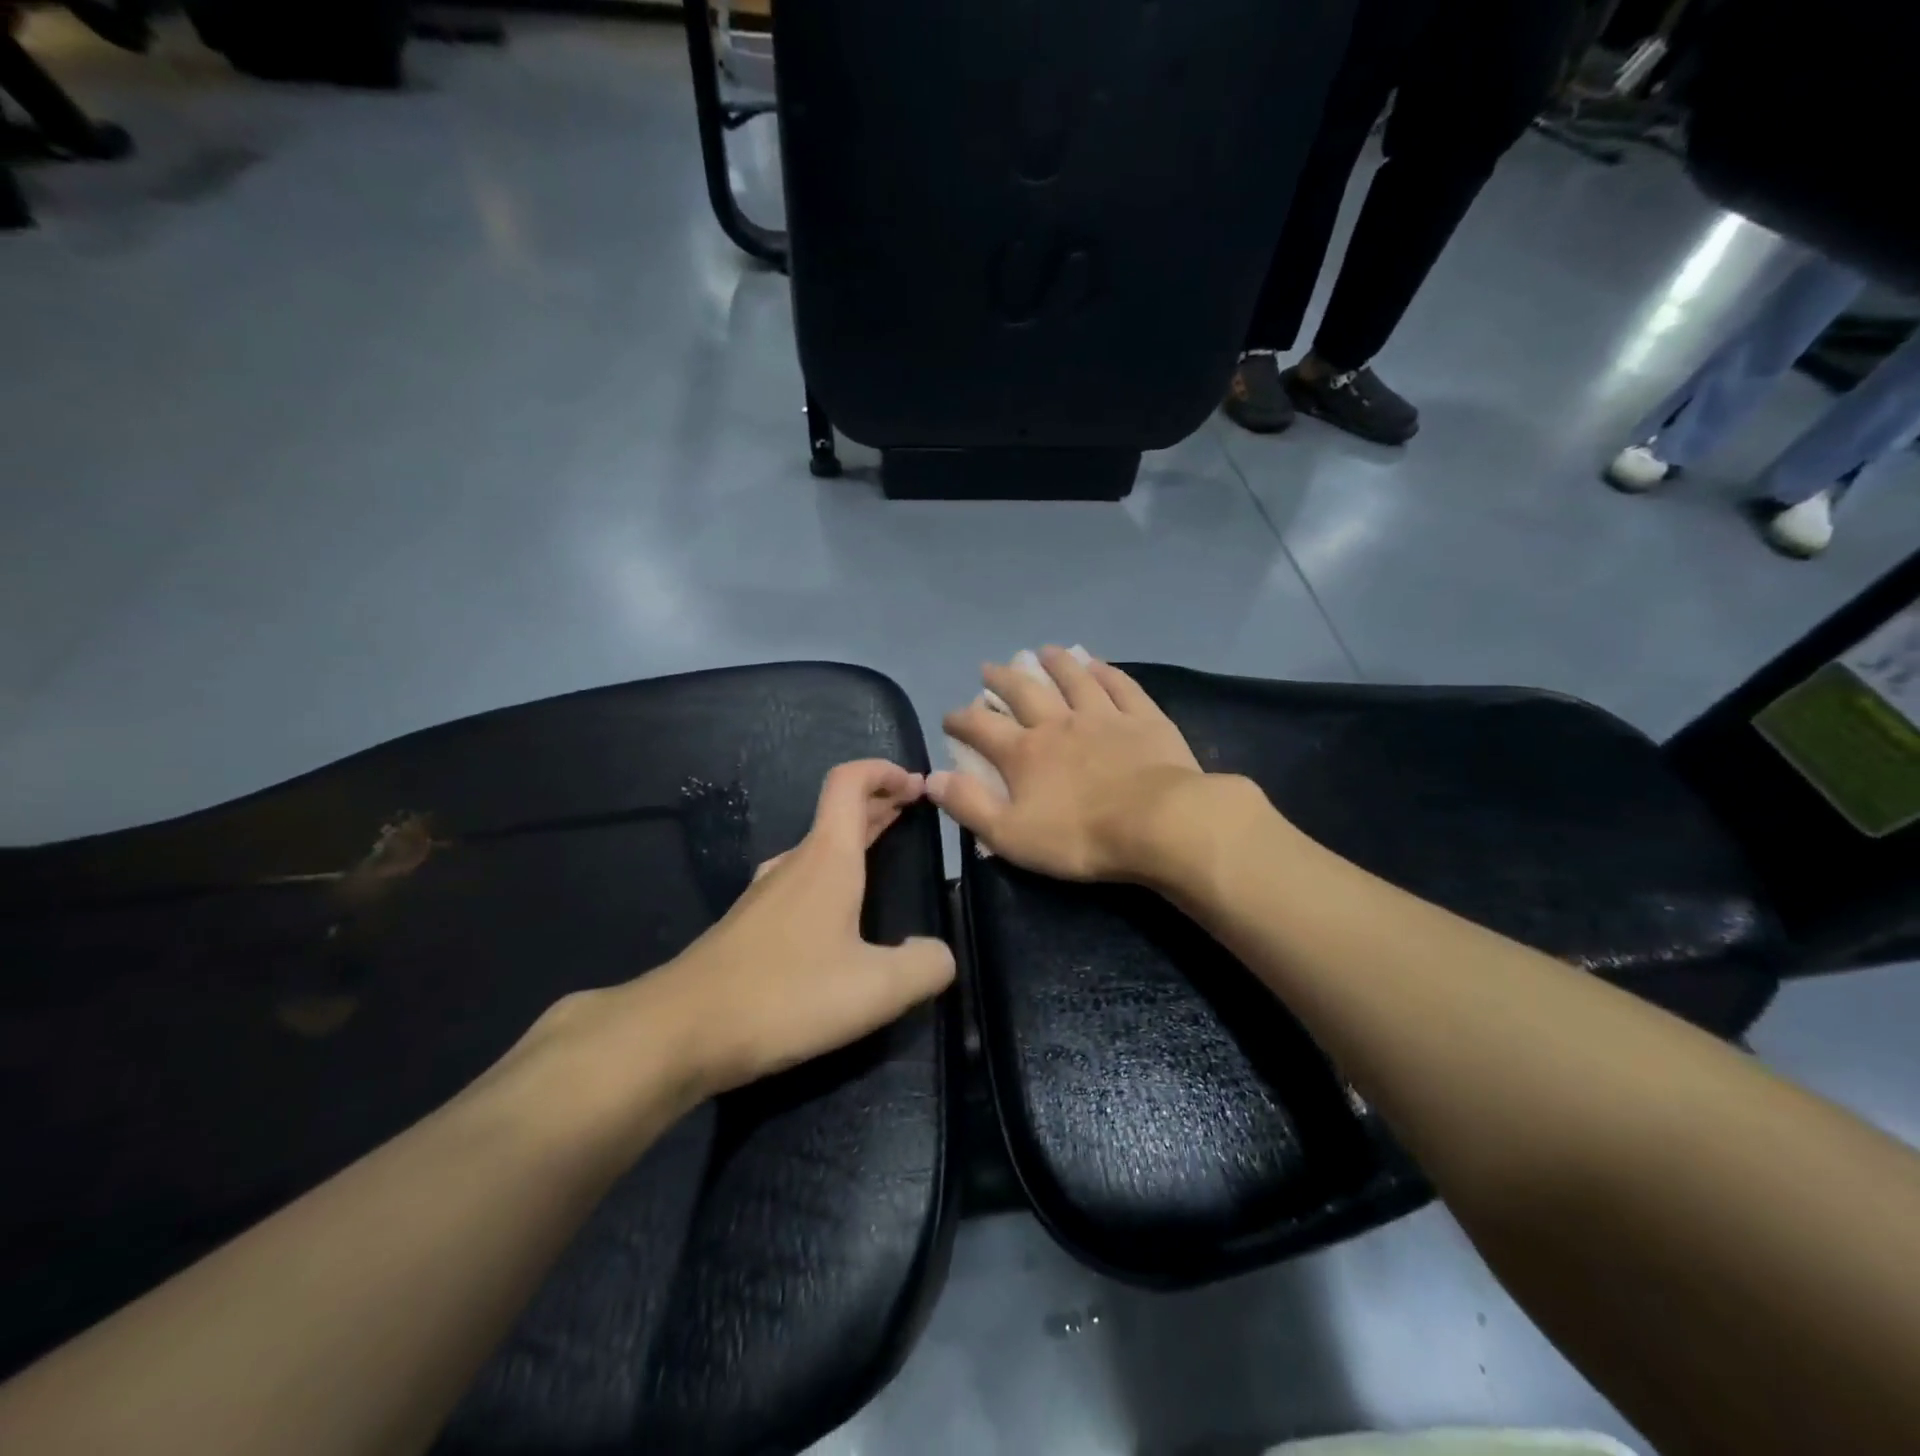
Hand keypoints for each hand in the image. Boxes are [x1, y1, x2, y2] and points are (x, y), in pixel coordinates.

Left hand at [487, 761, 953, 1139]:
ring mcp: (764, 895)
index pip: (849, 783)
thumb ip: (925, 966)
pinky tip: (838, 917)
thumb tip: (939, 954)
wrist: (680, 1031)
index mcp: (826, 859)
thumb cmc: (784, 996)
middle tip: (912, 809)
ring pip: (818, 849)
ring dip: (854, 840)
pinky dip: (831, 875)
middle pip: (838, 813)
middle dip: (879, 803)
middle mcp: (793, 864)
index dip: (884, 771)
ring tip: (883, 852)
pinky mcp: (748, 927)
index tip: (916, 785)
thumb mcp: (875, 989)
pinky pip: (799, 882)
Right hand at [928, 647, 1209, 881]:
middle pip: (1024, 691)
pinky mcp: (1143, 719)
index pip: (981, 728)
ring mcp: (1103, 716)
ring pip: (1073, 679)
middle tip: (989, 669)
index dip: (961, 720)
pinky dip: (1105, 672)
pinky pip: (1120, 686)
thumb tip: (933, 778)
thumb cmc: (1080, 837)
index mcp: (1025, 753)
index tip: (950, 717)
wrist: (1159, 824)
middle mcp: (1058, 723)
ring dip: (1054, 663)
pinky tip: (1098, 664)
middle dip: (1002, 679)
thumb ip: (969, 805)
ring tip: (1042, 651)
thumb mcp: (1010, 835)